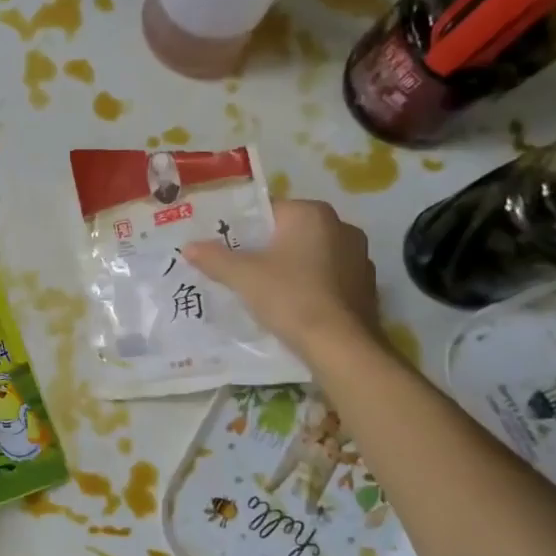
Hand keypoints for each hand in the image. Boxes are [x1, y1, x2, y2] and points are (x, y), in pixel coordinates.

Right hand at [183, 198, 383, 364]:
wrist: (339, 345)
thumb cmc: (289, 297)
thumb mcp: (243, 277)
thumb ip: (214, 258)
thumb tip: (188, 246)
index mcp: (312, 214)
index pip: (268, 210)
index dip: (243, 229)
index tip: (225, 248)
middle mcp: (342, 226)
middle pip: (290, 233)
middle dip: (267, 249)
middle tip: (240, 270)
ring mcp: (359, 256)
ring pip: (311, 255)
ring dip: (291, 267)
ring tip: (265, 290)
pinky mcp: (366, 285)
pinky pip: (329, 277)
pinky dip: (311, 286)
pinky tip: (294, 306)